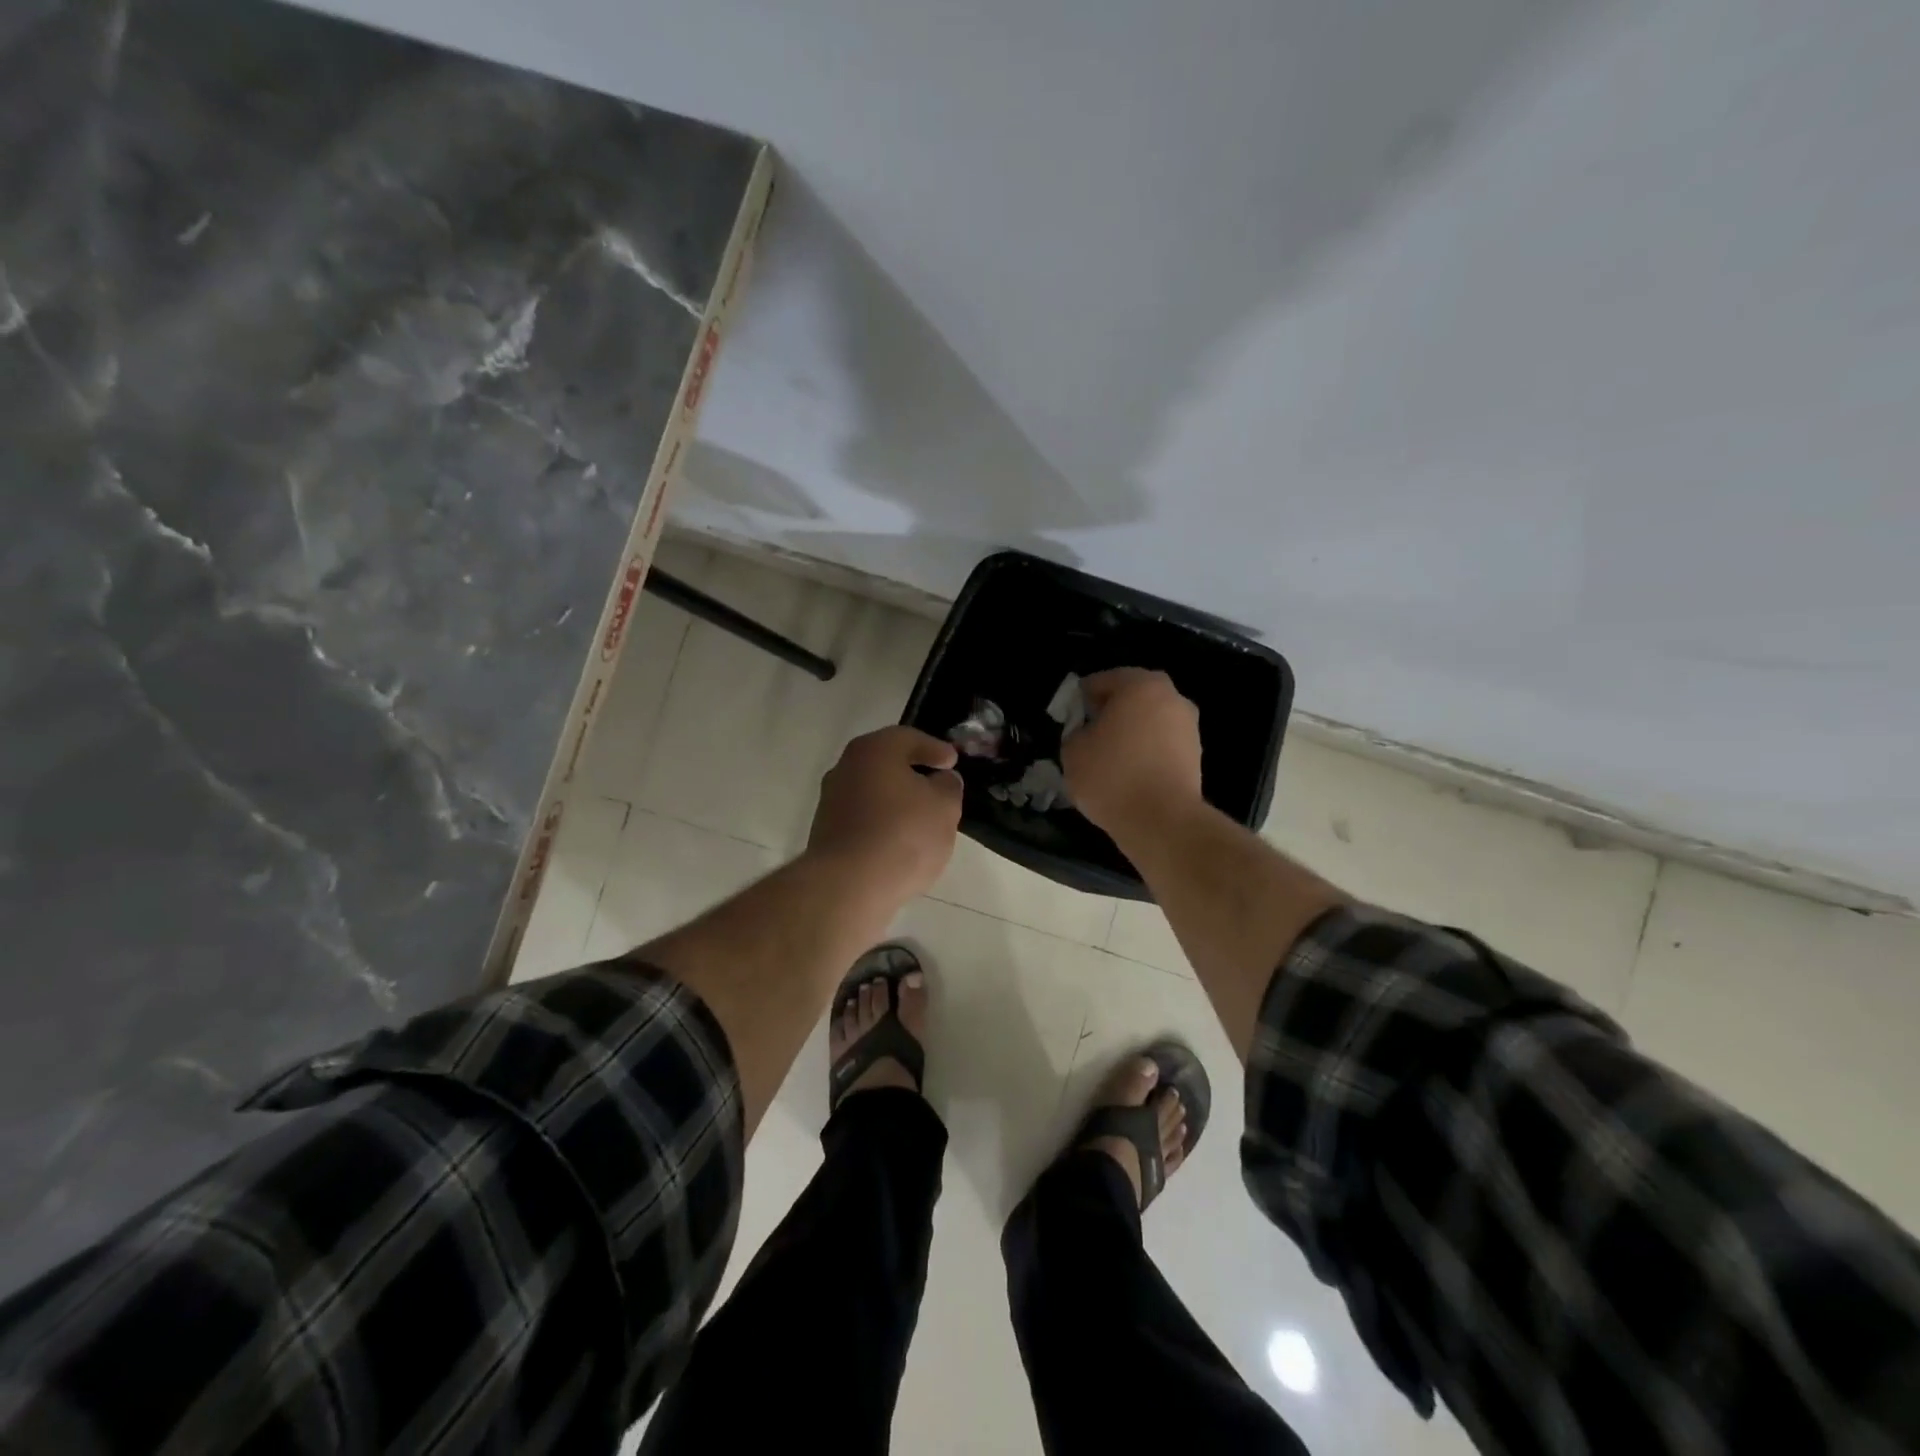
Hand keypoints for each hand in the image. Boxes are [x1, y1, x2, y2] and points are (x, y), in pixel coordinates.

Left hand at [807, 726, 963, 903]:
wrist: (848, 885)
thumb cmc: (903, 834)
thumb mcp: (944, 807)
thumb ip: (948, 786)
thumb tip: (941, 780)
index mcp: (873, 750)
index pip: (909, 738)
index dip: (935, 749)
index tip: (953, 762)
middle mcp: (845, 767)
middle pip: (886, 763)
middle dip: (913, 773)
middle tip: (938, 786)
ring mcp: (831, 800)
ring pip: (873, 791)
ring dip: (896, 800)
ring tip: (922, 818)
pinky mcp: (826, 832)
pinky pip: (863, 818)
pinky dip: (882, 822)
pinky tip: (899, 841)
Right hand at [1062, 669, 1202, 838]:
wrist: (1162, 822)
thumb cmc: (1112, 776)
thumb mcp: (1073, 750)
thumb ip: (1076, 731)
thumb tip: (1087, 732)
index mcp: (1140, 685)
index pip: (1101, 681)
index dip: (1080, 699)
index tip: (1069, 720)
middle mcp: (1171, 697)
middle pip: (1131, 698)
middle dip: (1109, 713)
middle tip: (1088, 736)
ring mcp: (1188, 726)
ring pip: (1149, 721)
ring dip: (1130, 733)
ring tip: (1109, 759)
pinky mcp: (1196, 755)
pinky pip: (1161, 745)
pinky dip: (1146, 753)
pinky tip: (1129, 774)